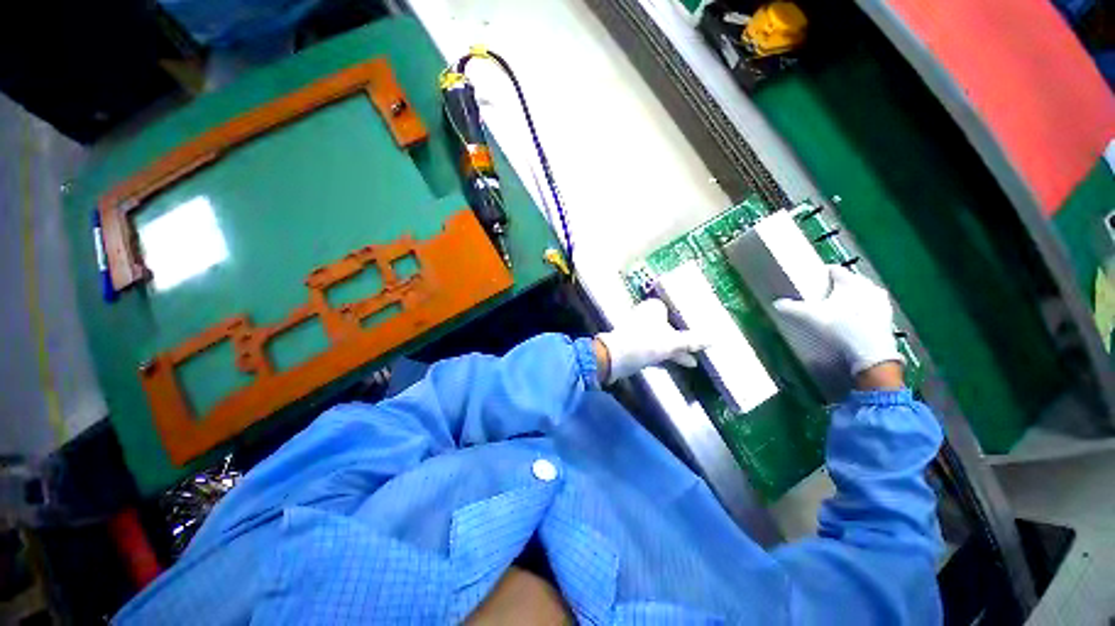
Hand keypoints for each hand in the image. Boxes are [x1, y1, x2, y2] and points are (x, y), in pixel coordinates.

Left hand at [594, 298, 707, 383]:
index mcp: (653, 308)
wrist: (616, 358)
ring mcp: (640, 332)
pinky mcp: (636, 346)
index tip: (699, 325)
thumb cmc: (645, 343)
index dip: (685, 317)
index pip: (672, 309)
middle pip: (669, 326)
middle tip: (700, 345)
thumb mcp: (672, 342)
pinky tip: (683, 364)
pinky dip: (668, 356)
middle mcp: (645, 317)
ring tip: (694, 361)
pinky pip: (656, 349)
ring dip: (677, 349)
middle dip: (683, 337)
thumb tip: (713, 339)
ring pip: (662, 339)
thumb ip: (691, 341)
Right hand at [773, 266, 903, 379]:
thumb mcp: (810, 317)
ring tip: (834, 310)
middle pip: (848, 281)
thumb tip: (778, 303)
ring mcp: (881, 301)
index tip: (810, 281)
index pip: (834, 269)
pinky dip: (858, 310)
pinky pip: (868, 307)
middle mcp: (869, 286)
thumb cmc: (840, 328)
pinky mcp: (887, 316)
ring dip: (848, 299)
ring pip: (860, 294)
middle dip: (835, 287)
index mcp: (851, 281)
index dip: (820, 273)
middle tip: (820, 297)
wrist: (871, 355)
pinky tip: (849, 322)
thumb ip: (792, 308)